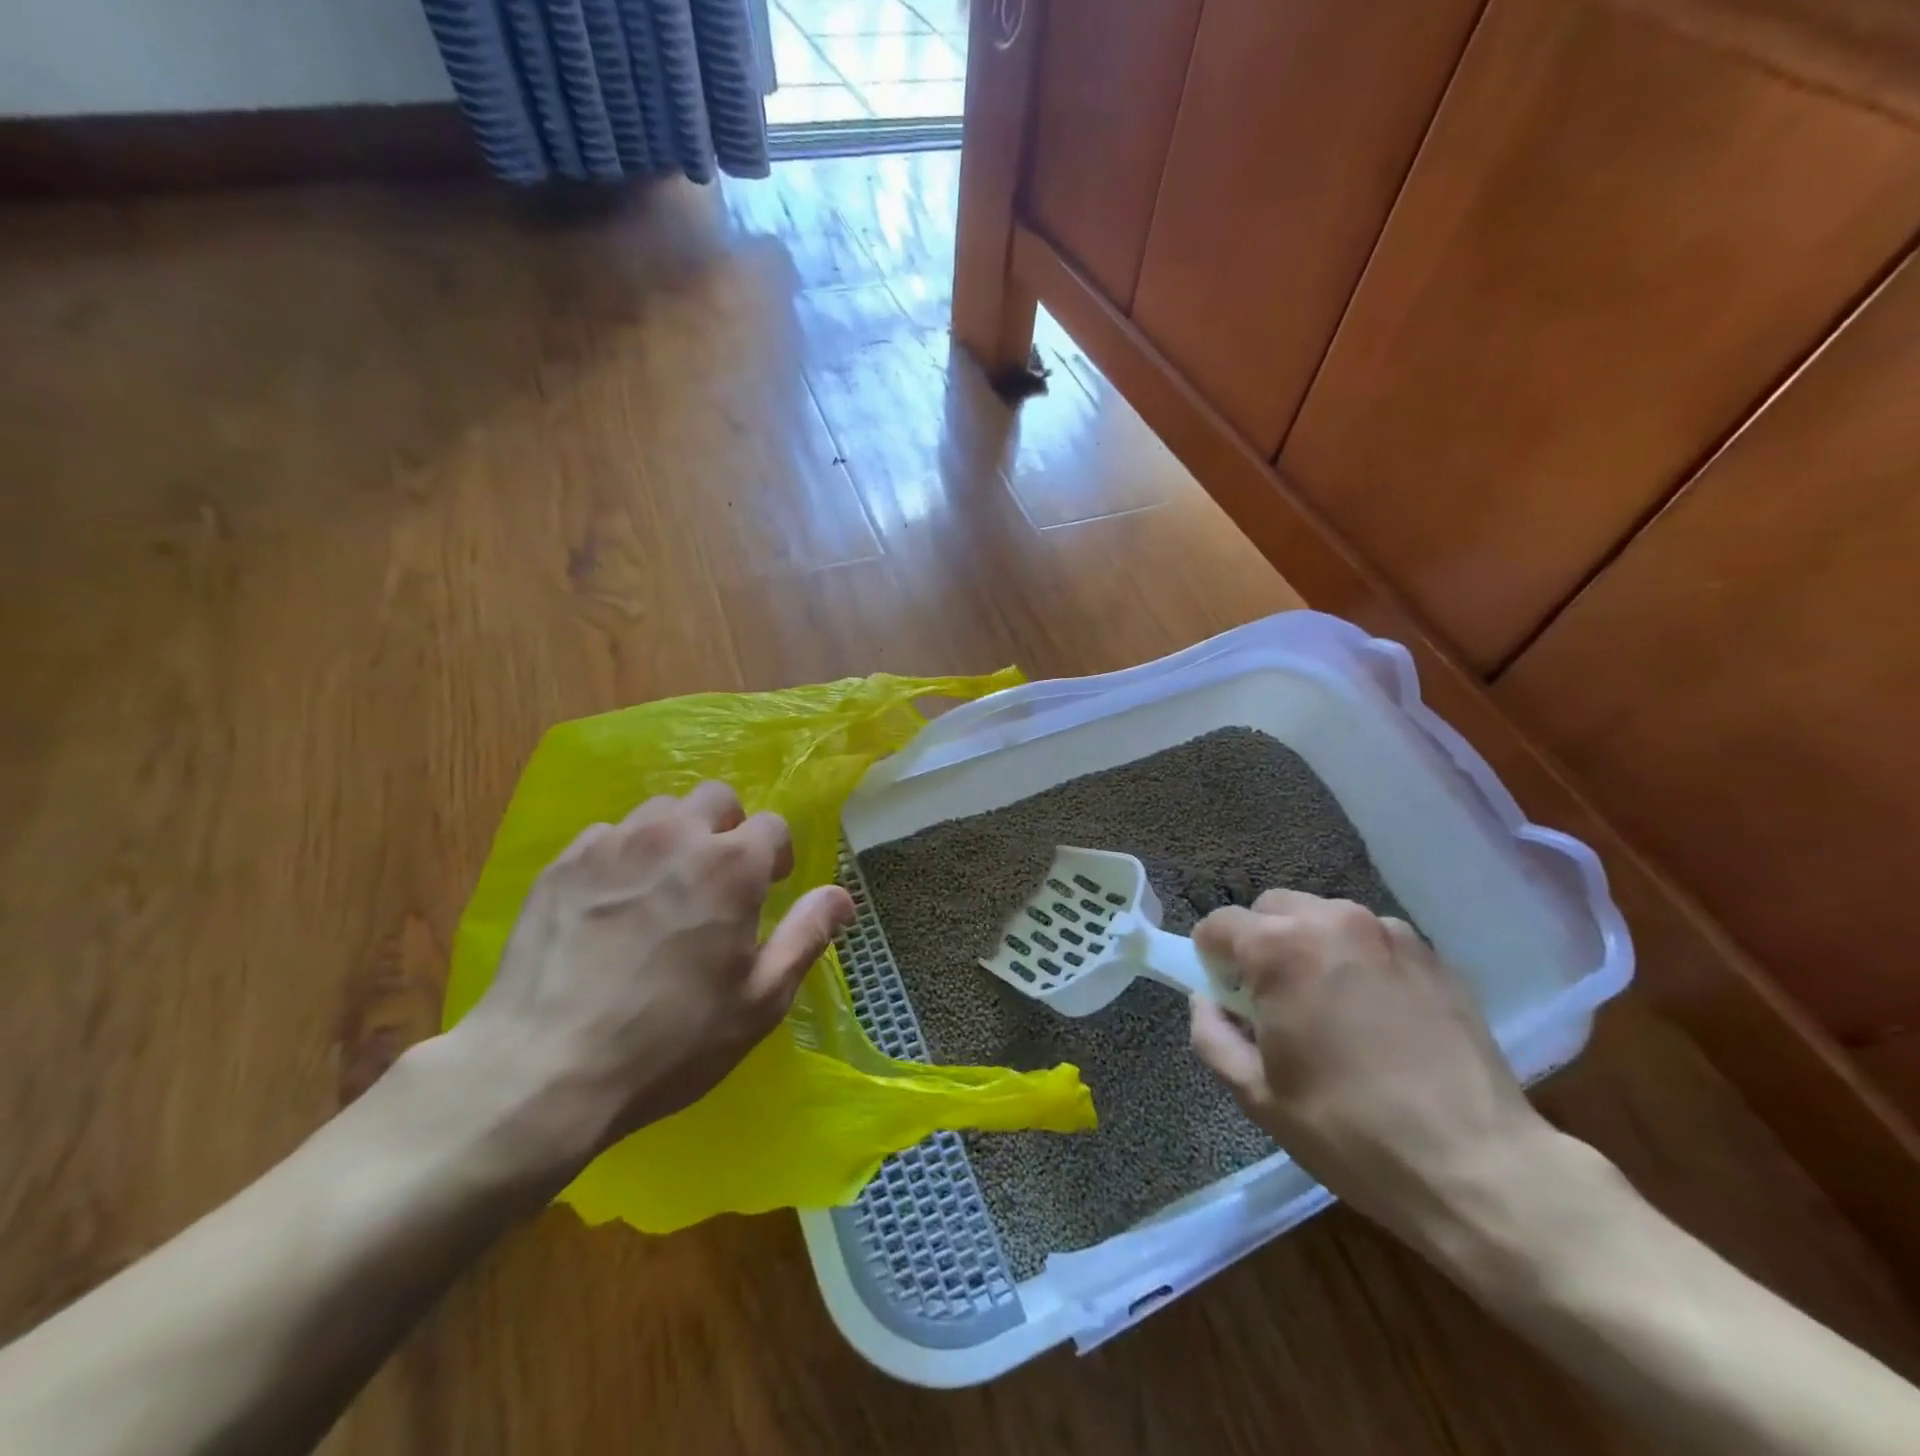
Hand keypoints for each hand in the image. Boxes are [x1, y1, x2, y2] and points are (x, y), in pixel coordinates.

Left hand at [442, 782, 854, 1181]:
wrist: (544, 1069)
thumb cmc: (671, 1040)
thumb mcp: (760, 1000)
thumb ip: (807, 935)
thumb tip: (842, 895)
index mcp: (731, 865)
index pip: (773, 825)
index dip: (776, 856)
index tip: (769, 888)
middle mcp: (675, 836)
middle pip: (715, 799)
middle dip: (728, 829)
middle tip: (719, 881)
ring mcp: (613, 843)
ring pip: (659, 811)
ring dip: (676, 838)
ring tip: (664, 889)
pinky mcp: (563, 863)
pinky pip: (608, 836)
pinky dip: (623, 856)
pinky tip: (612, 905)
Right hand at [1189, 890, 1559, 1254]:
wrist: (1482, 1168)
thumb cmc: (1351, 1132)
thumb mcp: (1257, 1095)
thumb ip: (1211, 1034)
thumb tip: (1207, 1000)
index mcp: (1280, 949)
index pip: (1218, 924)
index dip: (1212, 960)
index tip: (1230, 1000)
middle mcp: (1331, 921)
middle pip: (1270, 908)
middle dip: (1260, 943)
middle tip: (1275, 1002)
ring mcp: (1389, 932)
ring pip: (1322, 917)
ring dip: (1309, 946)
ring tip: (1331, 1007)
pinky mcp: (1432, 954)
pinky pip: (1371, 938)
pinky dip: (1357, 959)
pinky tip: (1378, 1014)